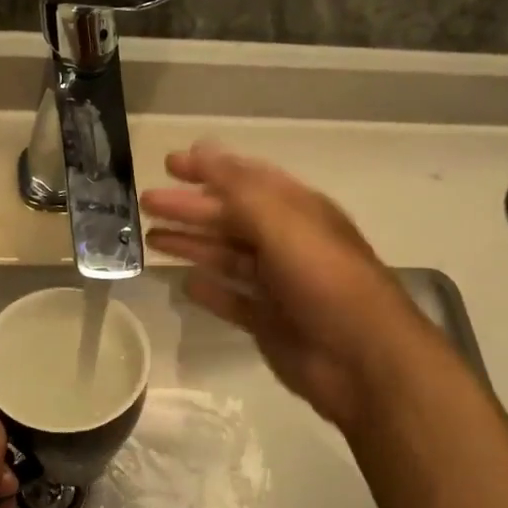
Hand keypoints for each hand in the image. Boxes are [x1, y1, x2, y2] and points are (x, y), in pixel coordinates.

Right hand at [142, 142, 433, 430]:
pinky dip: (210, 290)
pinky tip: (185, 284)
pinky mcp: (269, 322)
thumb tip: (201, 149)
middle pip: (230, 218)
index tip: (169, 164)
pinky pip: (233, 300)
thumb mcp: (281, 222)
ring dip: (192, 244)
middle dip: (189, 208)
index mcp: (297, 211)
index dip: (209, 168)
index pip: (246, 179)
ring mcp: (278, 285)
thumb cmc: (323, 279)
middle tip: (146, 203)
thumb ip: (238, 187)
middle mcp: (287, 242)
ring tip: (151, 239)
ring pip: (227, 257)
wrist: (360, 358)